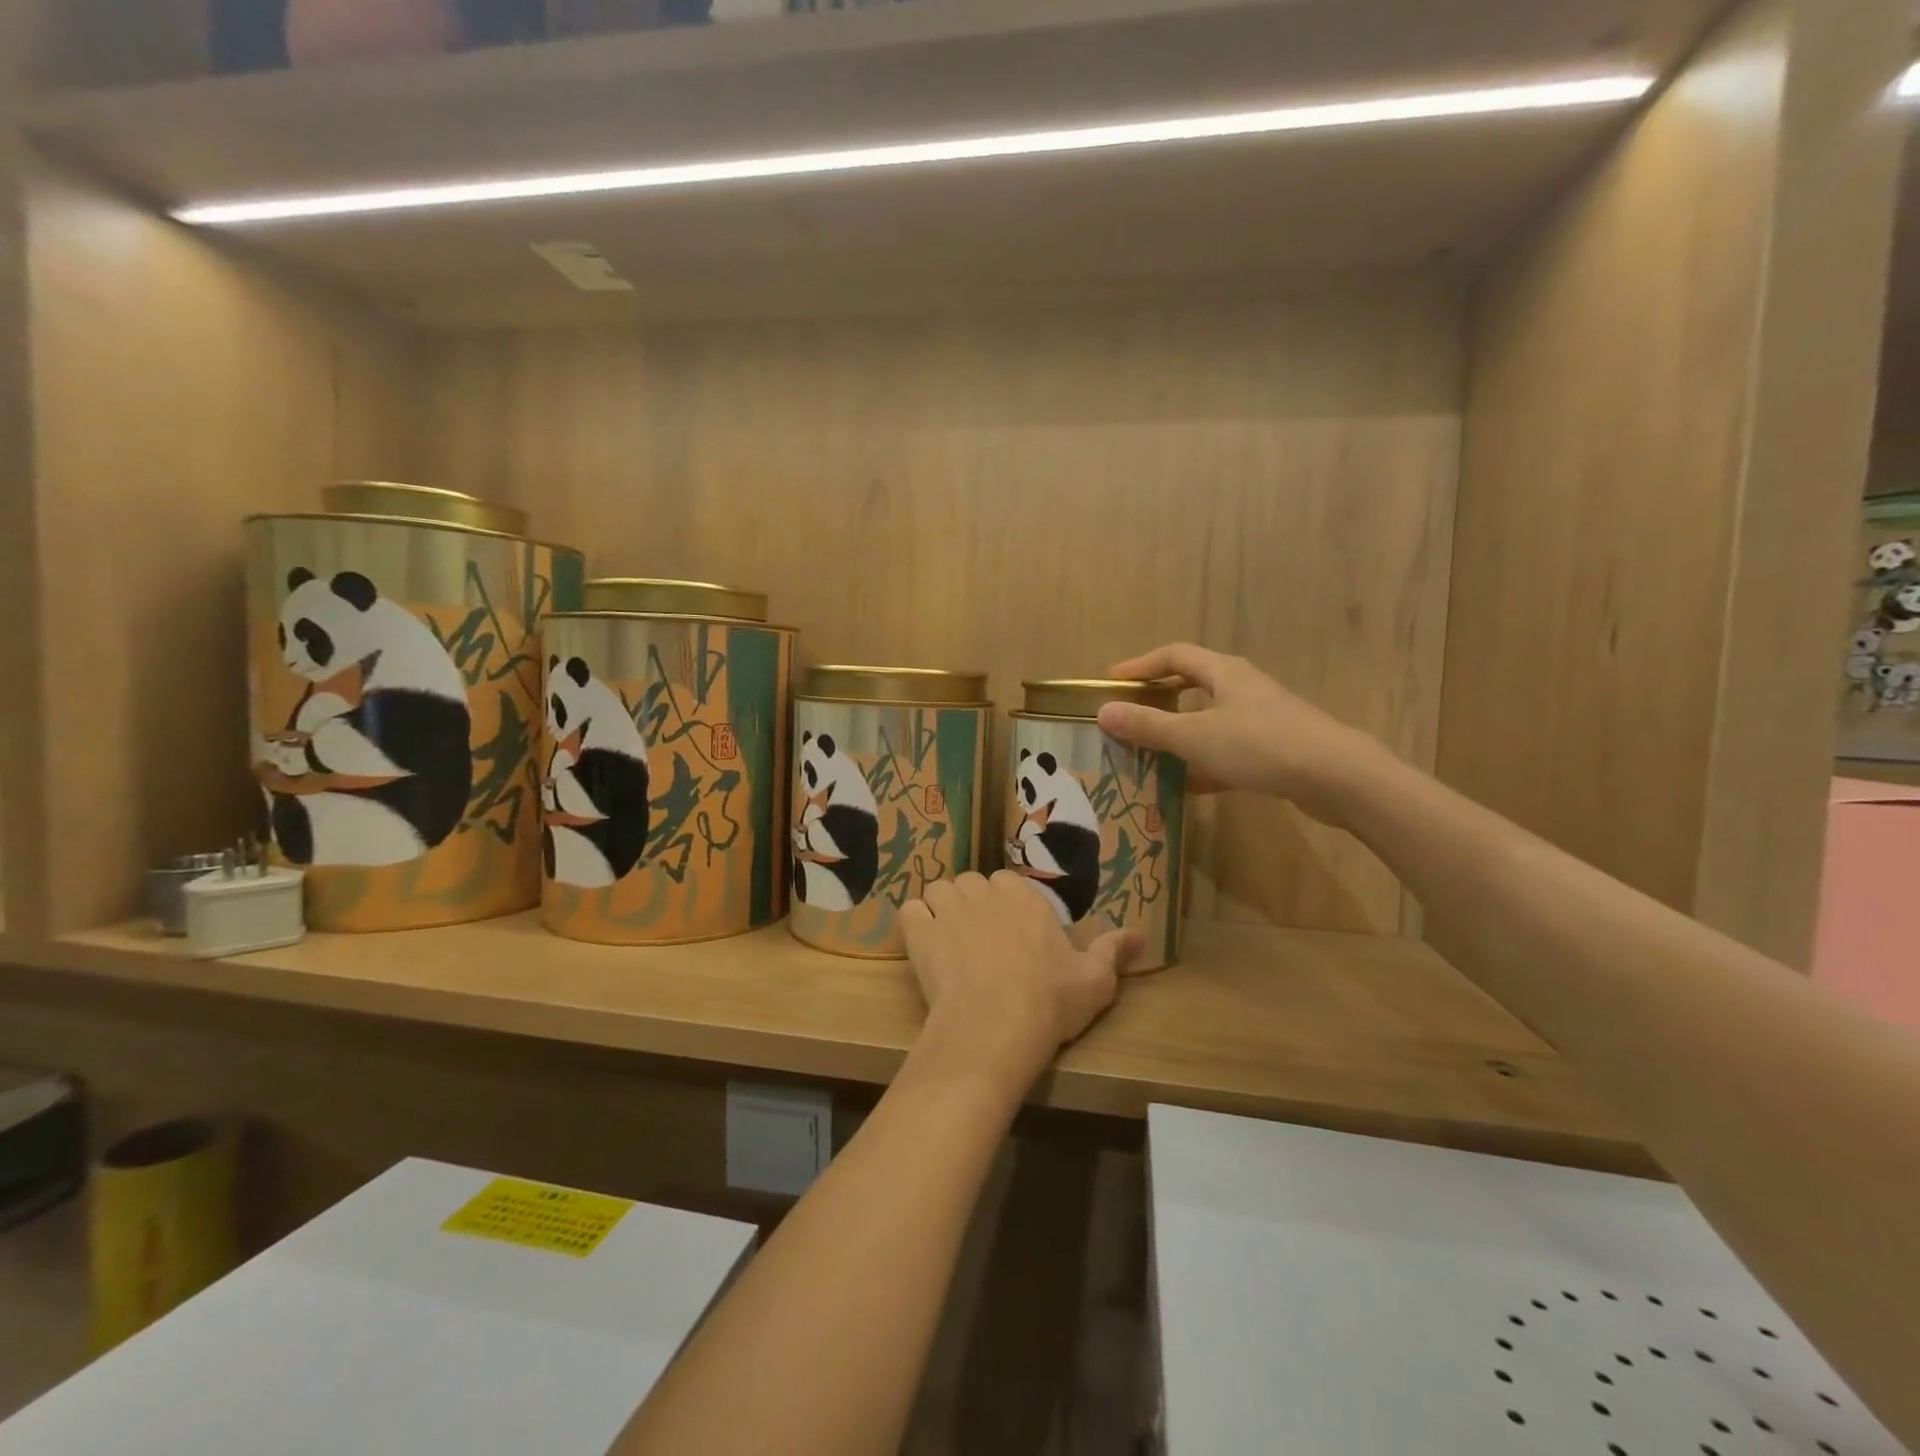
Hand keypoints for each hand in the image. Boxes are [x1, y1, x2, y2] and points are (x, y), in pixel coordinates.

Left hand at [899, 872, 1139, 1093]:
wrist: (996, 1028)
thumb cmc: (1049, 1001)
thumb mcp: (1096, 980)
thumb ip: (1114, 951)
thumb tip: (1142, 934)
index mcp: (1024, 896)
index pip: (1008, 885)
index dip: (1006, 909)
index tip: (1012, 938)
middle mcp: (985, 890)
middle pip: (972, 885)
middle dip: (974, 907)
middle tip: (981, 944)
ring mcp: (949, 908)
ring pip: (939, 892)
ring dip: (942, 910)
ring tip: (950, 944)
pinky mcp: (920, 931)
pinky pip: (910, 912)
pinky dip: (915, 924)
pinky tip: (924, 946)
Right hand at [1097, 643, 1392, 825]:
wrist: (1337, 777)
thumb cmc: (1260, 746)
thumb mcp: (1195, 737)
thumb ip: (1149, 726)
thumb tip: (1104, 712)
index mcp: (1225, 673)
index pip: (1175, 655)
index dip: (1141, 665)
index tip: (1112, 681)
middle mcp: (1244, 688)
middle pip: (1194, 684)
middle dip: (1161, 698)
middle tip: (1131, 713)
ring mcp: (1263, 718)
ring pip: (1212, 719)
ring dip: (1181, 733)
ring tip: (1152, 753)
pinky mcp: (1276, 749)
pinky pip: (1229, 749)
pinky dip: (1206, 762)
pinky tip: (1190, 786)